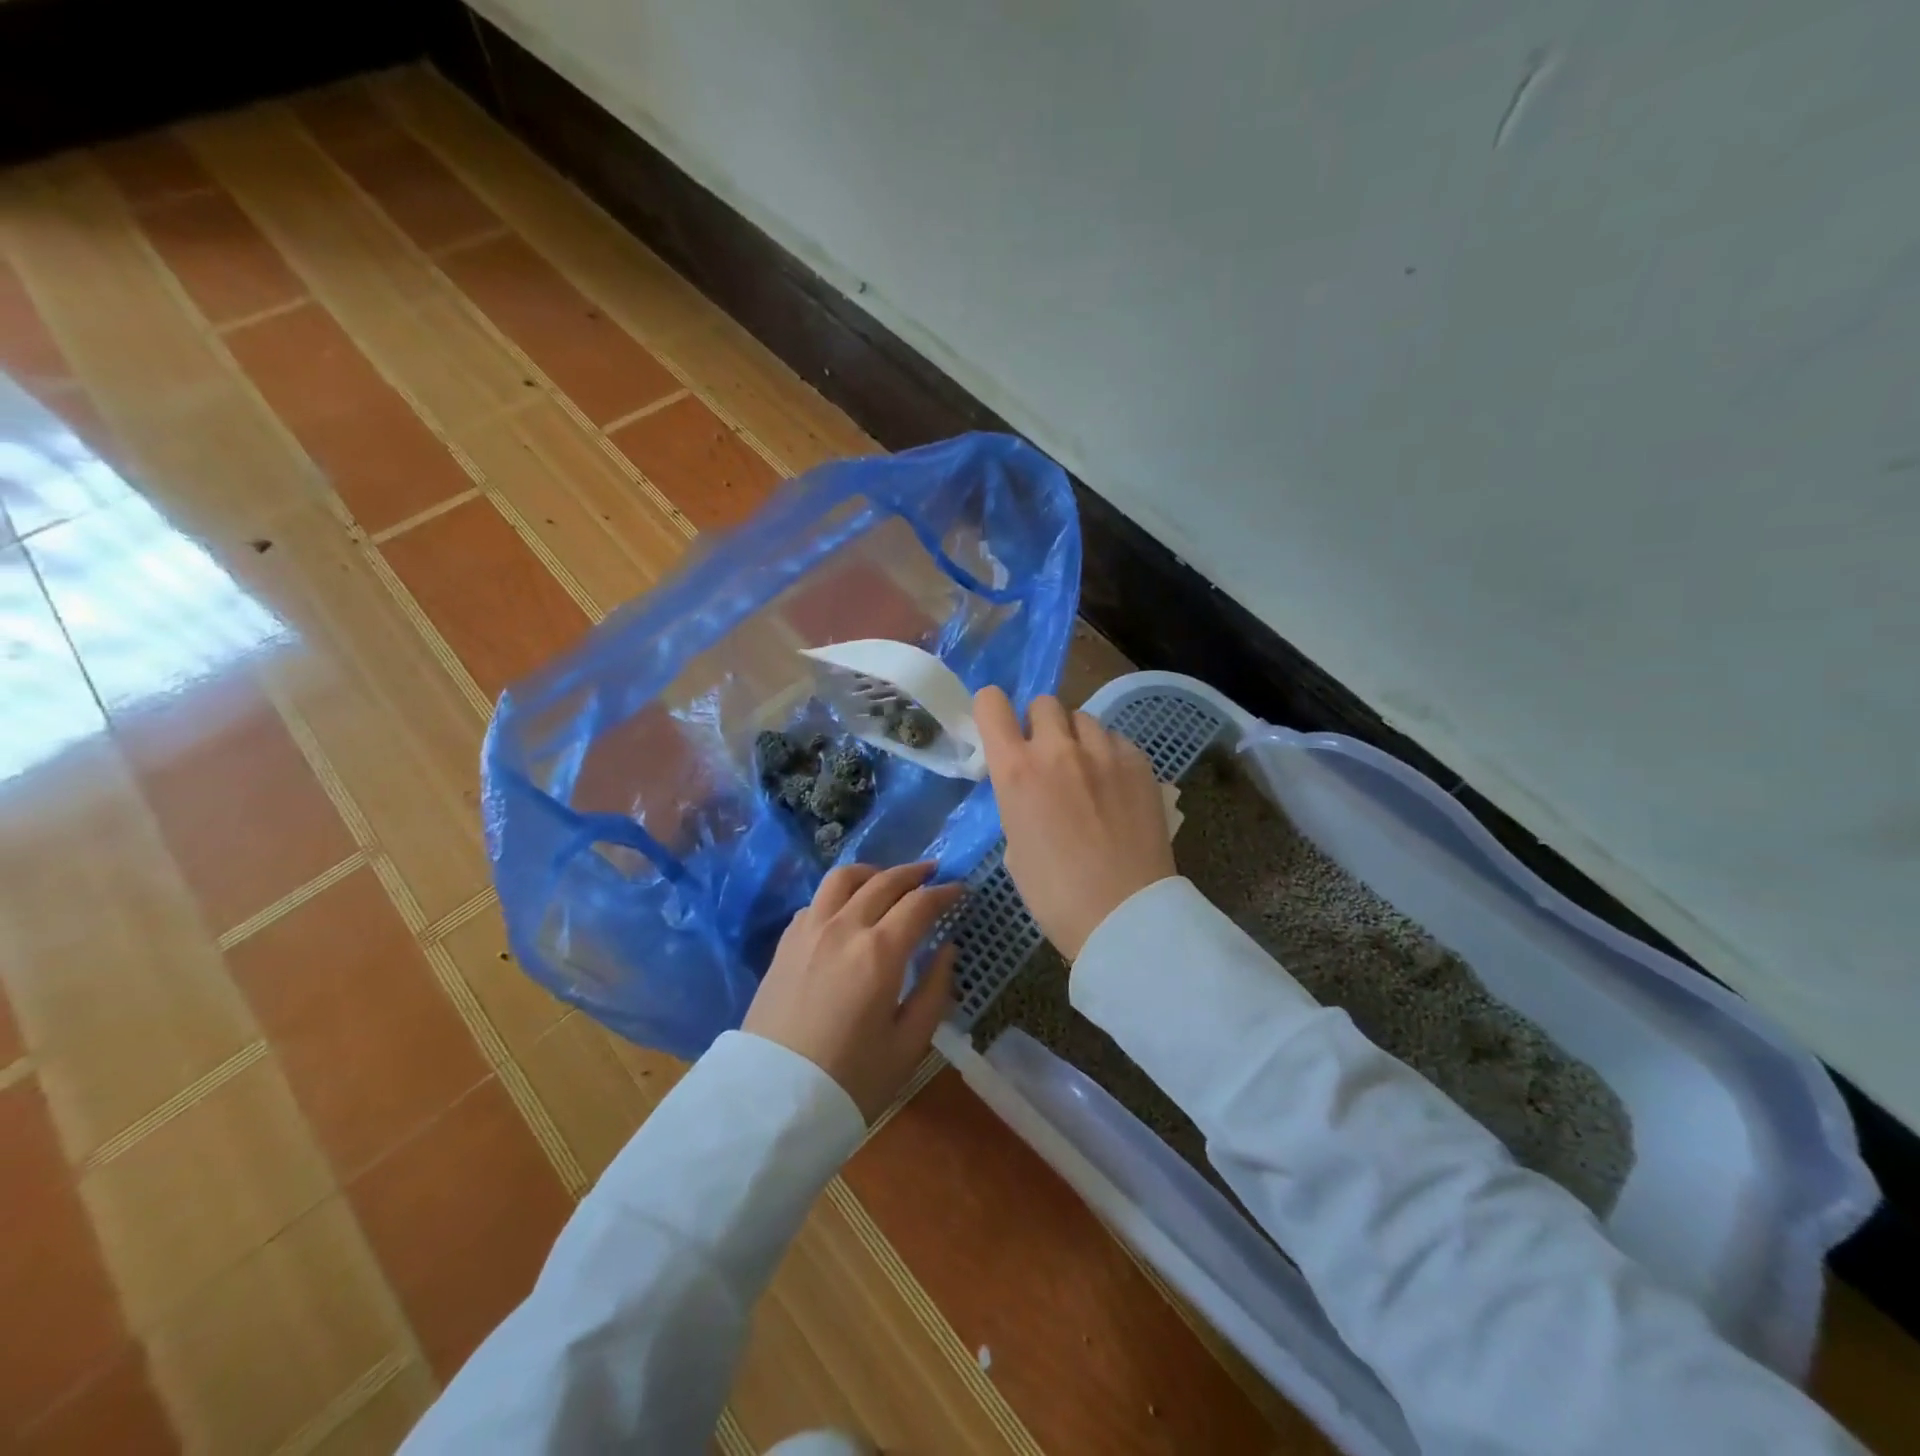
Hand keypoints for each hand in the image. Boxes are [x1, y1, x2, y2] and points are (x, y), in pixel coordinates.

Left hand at [744, 862, 960, 1122]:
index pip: (920, 904)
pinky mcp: (785, 942)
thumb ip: (934, 990)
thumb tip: (946, 949)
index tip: (960, 890)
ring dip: (873, 873)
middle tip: (933, 873)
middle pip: (884, 881)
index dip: (945, 893)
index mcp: (880, 951)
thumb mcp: (908, 1044)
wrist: (772, 1101)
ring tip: (888, 881)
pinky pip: (816, 900)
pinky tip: (847, 910)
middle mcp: (844, 927)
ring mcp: (809, 930)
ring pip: (843, 878)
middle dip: (914, 873)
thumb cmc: (851, 1080)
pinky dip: (840, 894)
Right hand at [974, 687, 1175, 961]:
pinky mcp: (1140, 762)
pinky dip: (1109, 755)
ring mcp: (1104, 752)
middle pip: (1044, 703)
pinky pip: (1116, 740)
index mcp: (1016, 771)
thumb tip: (1032, 791)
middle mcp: (1058, 749)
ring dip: (1077, 738)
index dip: (992, 710)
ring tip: (1087, 772)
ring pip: (1083, 719)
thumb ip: (1018, 802)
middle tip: (1048, 758)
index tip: (999, 729)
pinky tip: (1116, 788)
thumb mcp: (1015, 846)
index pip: (991, 704)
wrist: (1124, 915)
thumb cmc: (1055, 895)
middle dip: (1040, 724)